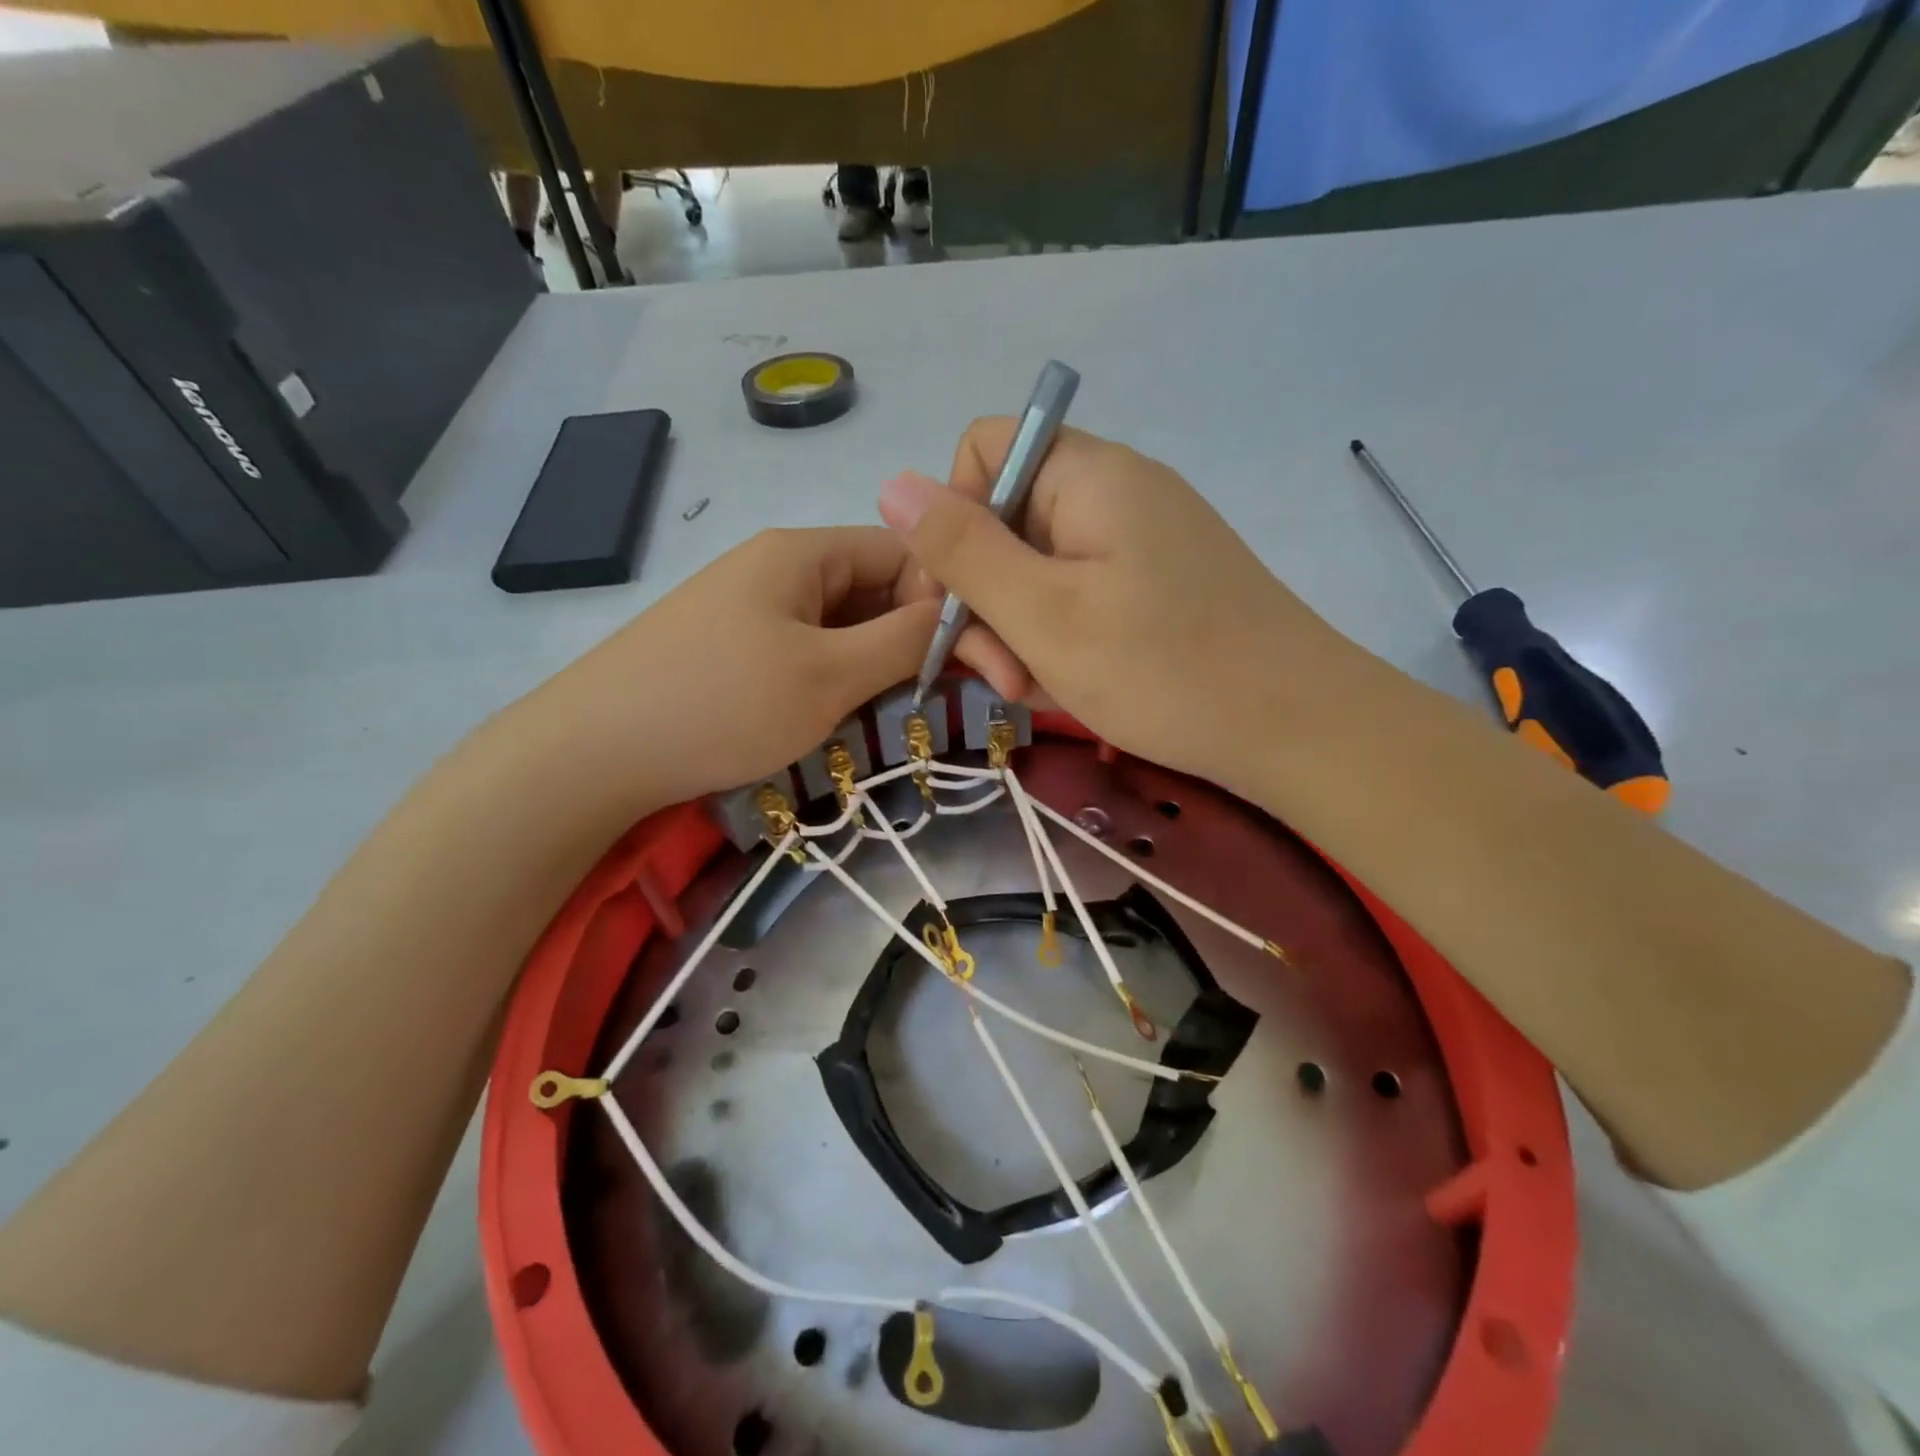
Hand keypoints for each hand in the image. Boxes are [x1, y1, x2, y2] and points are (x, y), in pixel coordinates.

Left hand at [521, 528, 937, 811]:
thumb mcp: (829, 674)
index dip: (943, 598)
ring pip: (840, 625)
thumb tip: (960, 614)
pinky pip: (804, 650)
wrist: (592, 753)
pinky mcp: (731, 648)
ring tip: (887, 712)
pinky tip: (835, 715)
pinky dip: (832, 678)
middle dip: (908, 637)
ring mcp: (750, 608)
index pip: (903, 552)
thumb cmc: (722, 704)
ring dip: (871, 664)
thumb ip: (904, 641)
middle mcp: (777, 566)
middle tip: (934, 695)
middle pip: (872, 588)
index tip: (967, 659)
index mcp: (802, 551)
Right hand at [880, 420, 1358, 791]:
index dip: (953, 518)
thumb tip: (891, 484)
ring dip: (1022, 634)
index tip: (959, 596)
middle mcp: (1112, 493)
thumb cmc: (1163, 669)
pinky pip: (1078, 599)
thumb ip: (963, 550)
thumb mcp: (1043, 615)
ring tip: (1042, 691)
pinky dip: (1062, 643)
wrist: (1296, 728)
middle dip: (988, 600)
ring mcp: (1138, 542)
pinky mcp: (1155, 586)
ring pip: (1038, 572)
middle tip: (1005, 675)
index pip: (981, 451)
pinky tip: (1074, 688)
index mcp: (1086, 475)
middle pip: (1006, 521)